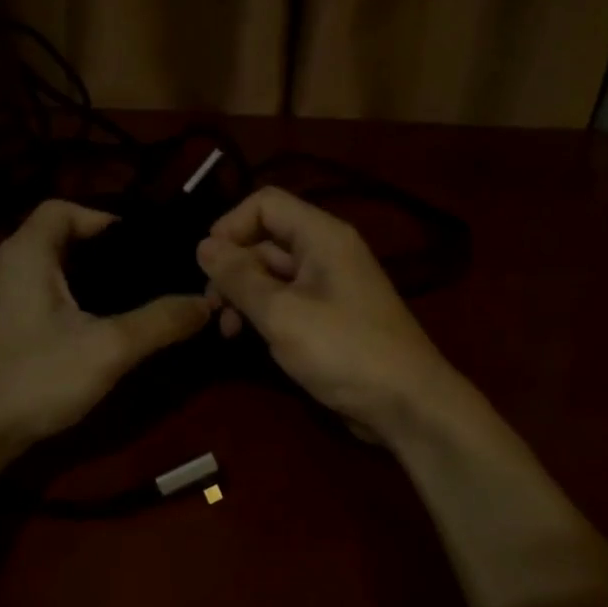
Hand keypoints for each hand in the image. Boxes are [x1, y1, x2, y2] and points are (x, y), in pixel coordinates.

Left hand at [0, 200, 210, 458]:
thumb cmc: (34, 378)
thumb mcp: (108, 348)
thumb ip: (161, 322)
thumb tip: (208, 301)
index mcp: (26, 253)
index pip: (63, 208)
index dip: (104, 217)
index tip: (144, 245)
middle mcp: (9, 267)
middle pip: (62, 238)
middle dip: (107, 252)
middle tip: (151, 272)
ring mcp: (3, 300)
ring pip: (56, 271)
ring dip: (94, 280)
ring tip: (138, 298)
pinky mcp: (5, 329)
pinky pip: (48, 298)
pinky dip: (77, 301)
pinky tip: (104, 328)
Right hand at [196, 187, 462, 440]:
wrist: (406, 403)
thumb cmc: (343, 351)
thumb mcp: (281, 313)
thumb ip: (239, 277)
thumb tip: (202, 246)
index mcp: (321, 236)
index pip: (265, 203)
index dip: (230, 226)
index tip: (207, 264)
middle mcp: (325, 252)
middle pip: (264, 239)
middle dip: (232, 268)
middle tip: (211, 307)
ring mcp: (328, 286)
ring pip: (271, 274)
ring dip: (242, 295)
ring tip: (226, 330)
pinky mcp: (328, 317)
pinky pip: (285, 301)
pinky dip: (262, 313)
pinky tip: (245, 339)